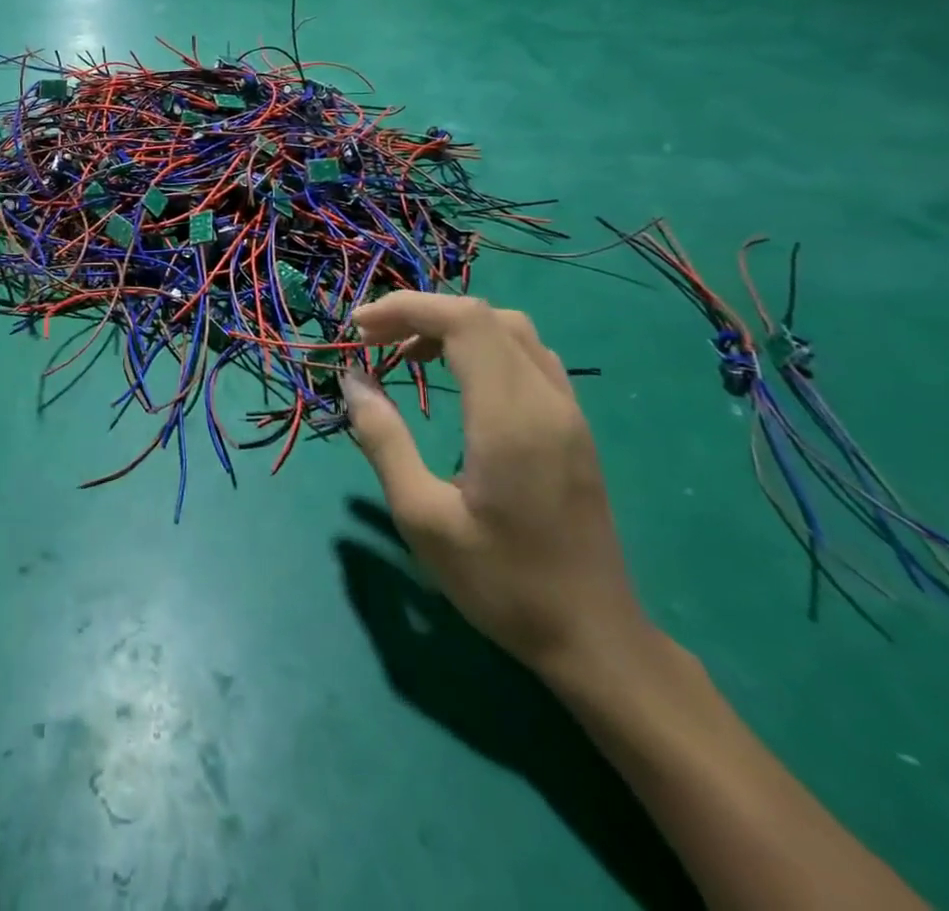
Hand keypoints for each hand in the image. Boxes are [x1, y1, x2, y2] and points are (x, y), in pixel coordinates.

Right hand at [341, 293, 649, 682]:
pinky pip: (528, 357)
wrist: (594, 639)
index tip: (359, 329)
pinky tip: (458, 381)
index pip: (463, 321)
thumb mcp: (422, 516)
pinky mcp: (575, 428)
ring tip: (407, 356)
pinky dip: (484, 347)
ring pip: (511, 331)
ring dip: (454, 327)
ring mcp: (569, 412)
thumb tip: (353, 380)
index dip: (406, 308)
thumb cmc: (502, 582)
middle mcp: (547, 400)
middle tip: (373, 341)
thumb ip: (383, 440)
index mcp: (511, 417)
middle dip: (422, 313)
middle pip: (485, 316)